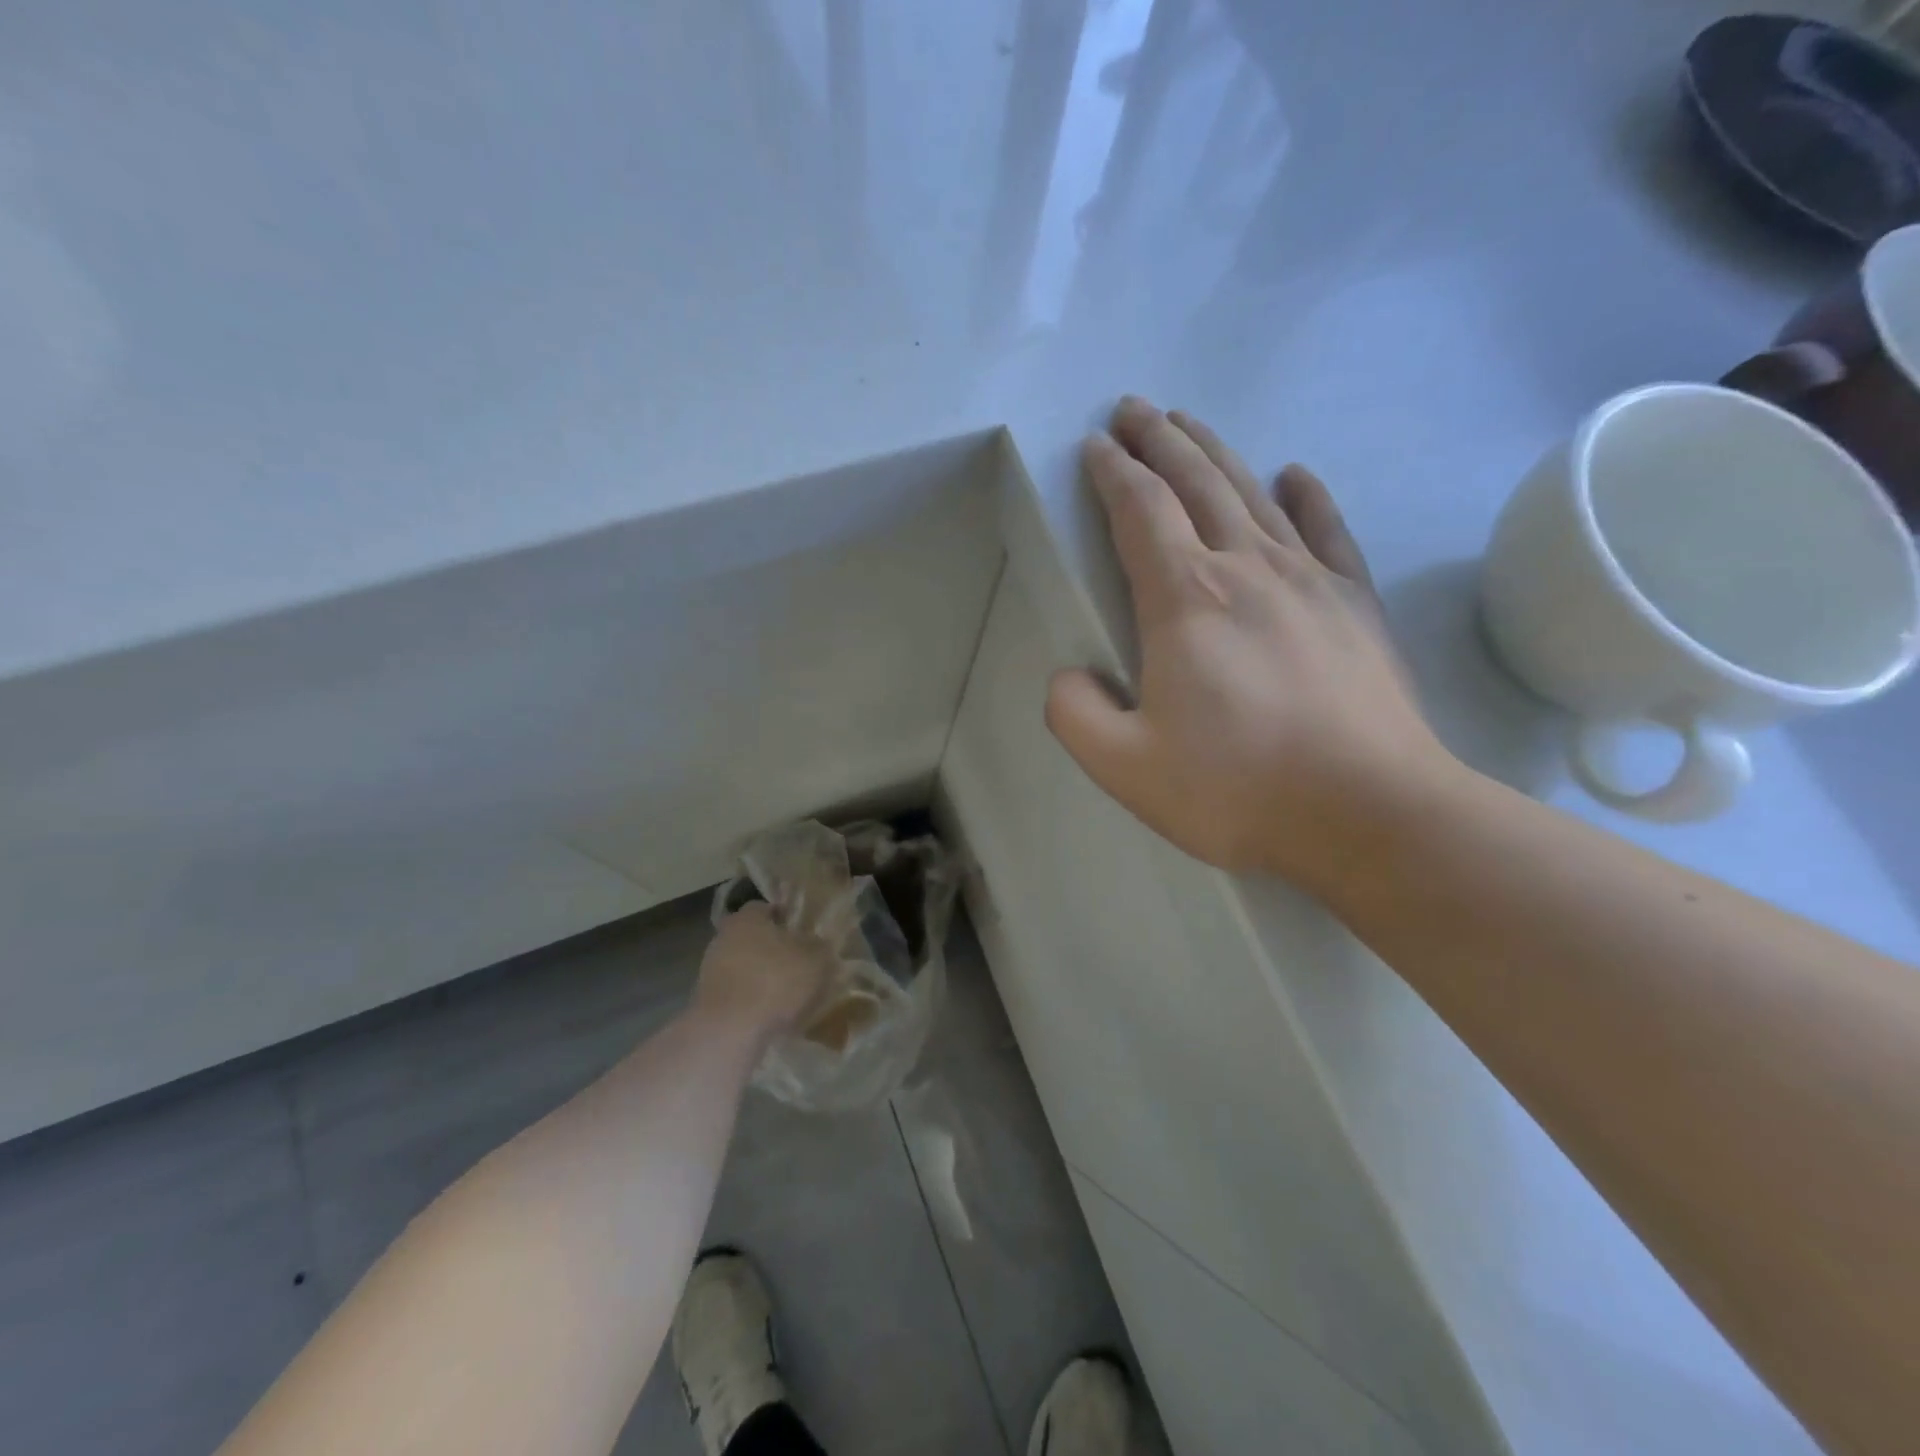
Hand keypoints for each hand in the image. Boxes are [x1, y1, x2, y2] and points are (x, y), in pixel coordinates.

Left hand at [693, 902, 837, 1039]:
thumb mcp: (816, 960)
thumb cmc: (775, 981)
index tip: (802, 934)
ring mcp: (710, 971)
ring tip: (787, 996)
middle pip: (752, 938)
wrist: (730, 1031)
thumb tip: (818, 944)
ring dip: (761, 977)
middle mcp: (724, 938)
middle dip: (773, 950)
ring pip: (743, 967)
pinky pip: (736, 994)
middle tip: (798, 965)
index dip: (785, 919)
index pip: (765, 908)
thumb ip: (819, 947)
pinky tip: (769, 1016)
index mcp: (747, 918)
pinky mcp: (706, 1002)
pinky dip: (751, 1001)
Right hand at [1045, 396, 1460, 888]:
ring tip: (1189, 422)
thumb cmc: (1236, 789)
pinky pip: (1327, 531)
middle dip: (1159, 440)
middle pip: (1197, 483)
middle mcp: (1245, 568)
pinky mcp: (1354, 605)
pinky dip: (1308, 497)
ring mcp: (1308, 581)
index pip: (1140, 512)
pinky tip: (1296, 474)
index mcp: (1184, 599)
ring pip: (1254, 493)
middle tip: (1133, 409)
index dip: (1113, 474)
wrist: (1369, 813)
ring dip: (1216, 452)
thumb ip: (1075, 714)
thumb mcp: (1124, 766)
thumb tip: (1070, 677)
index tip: (1094, 446)